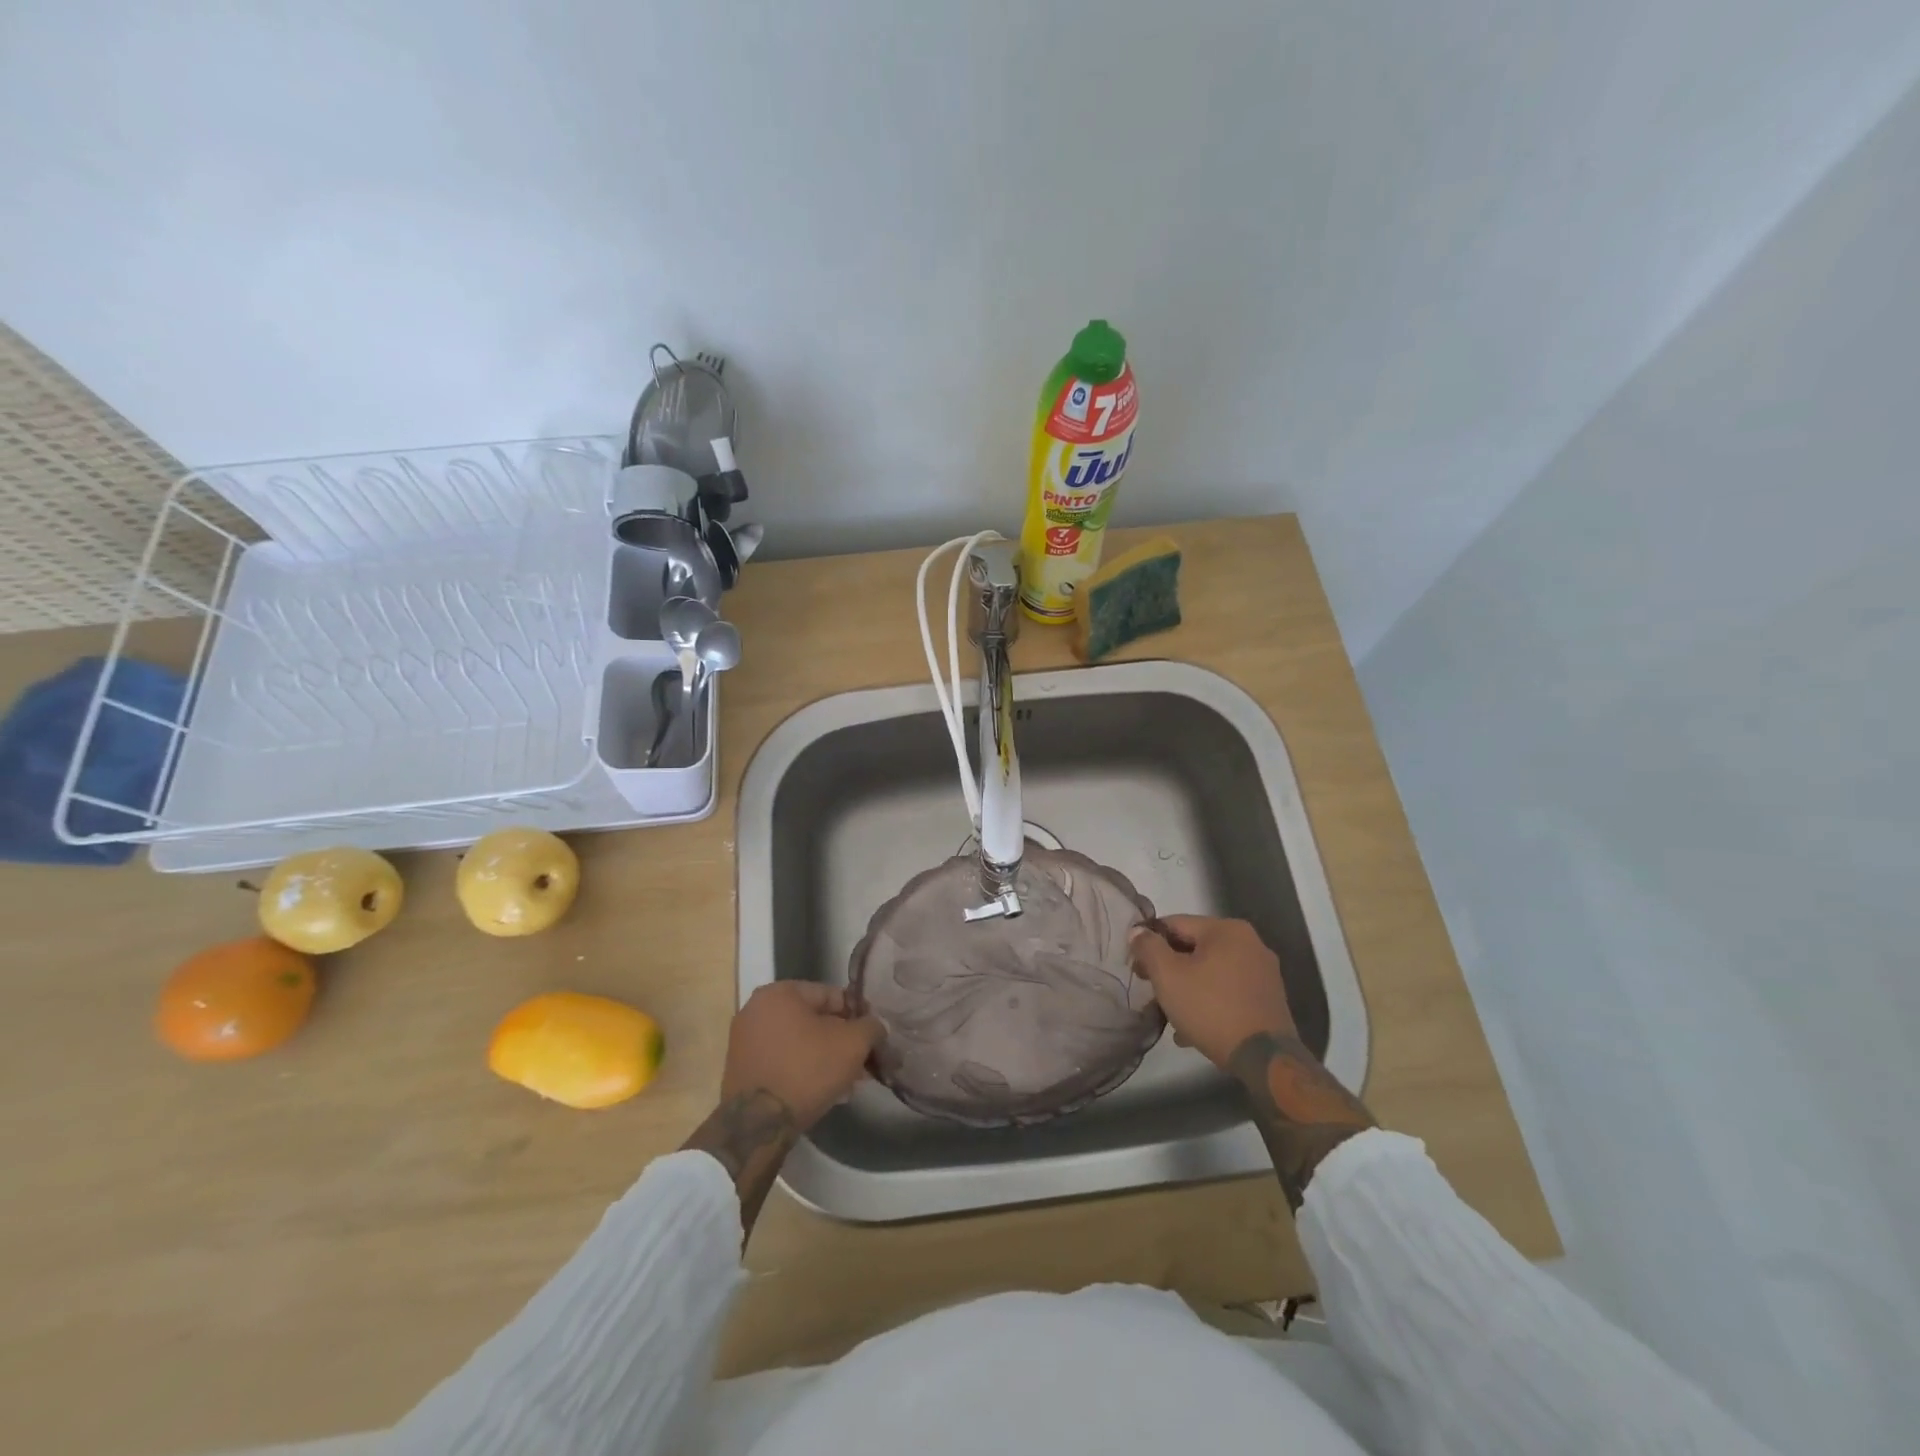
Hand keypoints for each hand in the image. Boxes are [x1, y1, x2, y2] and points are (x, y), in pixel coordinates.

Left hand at [721, 981, 881, 1131]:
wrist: (758, 1124)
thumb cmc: (807, 1069)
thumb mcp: (852, 1044)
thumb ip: (871, 1027)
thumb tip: (876, 1026)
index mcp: (779, 992)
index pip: (831, 995)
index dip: (857, 1015)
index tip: (872, 1037)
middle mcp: (756, 1009)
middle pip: (813, 1020)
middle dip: (840, 1041)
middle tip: (862, 1063)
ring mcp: (744, 1040)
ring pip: (798, 1043)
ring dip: (824, 1058)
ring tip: (848, 1082)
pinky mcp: (740, 1069)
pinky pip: (781, 1060)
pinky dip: (802, 1070)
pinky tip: (824, 1091)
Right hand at [1129, 916, 1295, 1068]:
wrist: (1264, 1058)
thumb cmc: (1211, 1008)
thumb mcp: (1168, 975)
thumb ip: (1148, 947)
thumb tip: (1137, 932)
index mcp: (1226, 929)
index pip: (1175, 924)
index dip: (1149, 942)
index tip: (1136, 967)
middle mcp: (1250, 943)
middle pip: (1194, 948)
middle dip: (1169, 968)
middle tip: (1151, 989)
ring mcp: (1263, 972)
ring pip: (1211, 971)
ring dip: (1187, 987)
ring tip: (1169, 1013)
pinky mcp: (1268, 998)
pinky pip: (1228, 990)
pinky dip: (1209, 1001)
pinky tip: (1193, 1027)